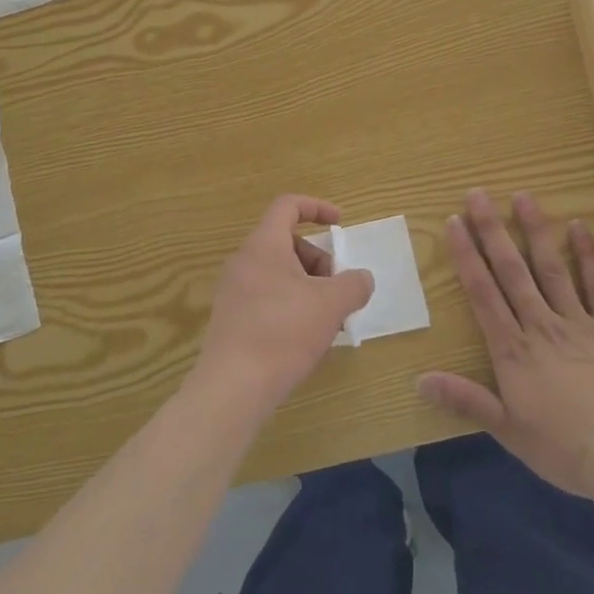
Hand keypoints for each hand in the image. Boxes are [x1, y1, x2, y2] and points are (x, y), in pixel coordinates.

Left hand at [193, 195, 374, 414]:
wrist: (232, 387)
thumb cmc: (283, 332)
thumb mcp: (330, 305)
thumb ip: (353, 285)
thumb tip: (361, 278)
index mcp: (264, 244)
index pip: (288, 206)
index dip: (317, 207)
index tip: (340, 224)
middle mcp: (244, 260)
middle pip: (288, 243)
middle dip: (320, 262)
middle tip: (339, 292)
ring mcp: (234, 290)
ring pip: (280, 273)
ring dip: (309, 288)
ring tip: (328, 321)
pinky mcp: (232, 318)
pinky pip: (268, 297)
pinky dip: (292, 306)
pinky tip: (306, 339)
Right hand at [419, 189, 593, 501]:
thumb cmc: (566, 449)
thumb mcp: (509, 432)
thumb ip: (466, 401)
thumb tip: (420, 381)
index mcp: (513, 350)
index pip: (482, 293)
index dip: (466, 255)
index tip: (454, 222)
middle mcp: (541, 325)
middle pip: (511, 271)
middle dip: (492, 230)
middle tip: (478, 194)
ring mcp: (579, 323)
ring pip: (551, 268)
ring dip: (536, 231)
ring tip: (523, 196)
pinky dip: (589, 256)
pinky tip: (580, 227)